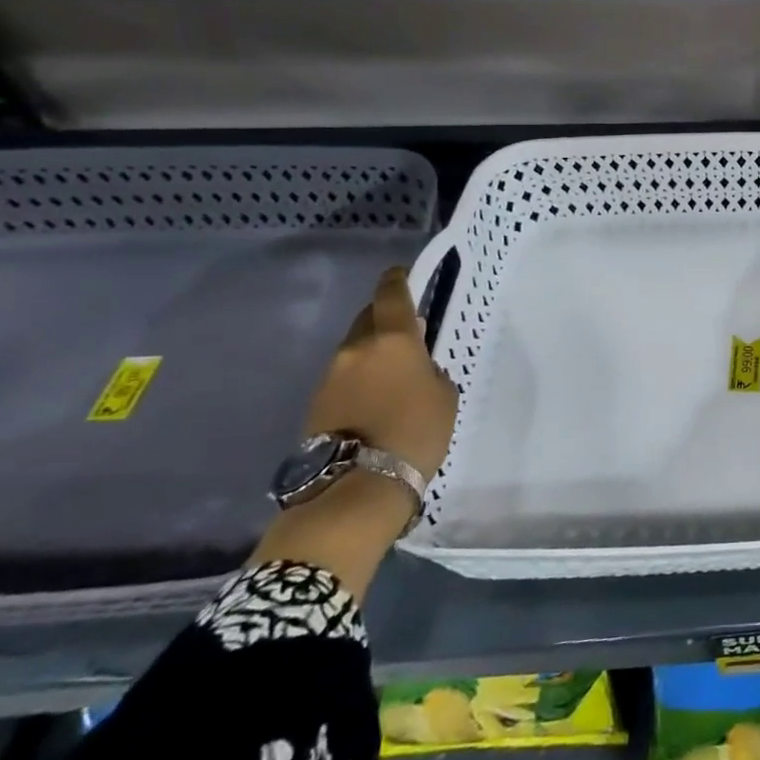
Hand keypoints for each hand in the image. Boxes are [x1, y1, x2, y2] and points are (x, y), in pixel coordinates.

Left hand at [303, 266, 458, 480]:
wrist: (359, 485)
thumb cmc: (416, 432)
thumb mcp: (443, 395)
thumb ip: (429, 370)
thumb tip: (414, 365)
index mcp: (393, 340)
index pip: (390, 295)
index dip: (395, 280)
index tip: (399, 274)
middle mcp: (356, 349)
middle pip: (367, 319)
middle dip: (384, 320)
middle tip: (405, 333)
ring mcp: (330, 377)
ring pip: (354, 350)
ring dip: (371, 353)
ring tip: (391, 374)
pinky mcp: (316, 404)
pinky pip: (343, 378)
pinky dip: (358, 379)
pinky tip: (373, 400)